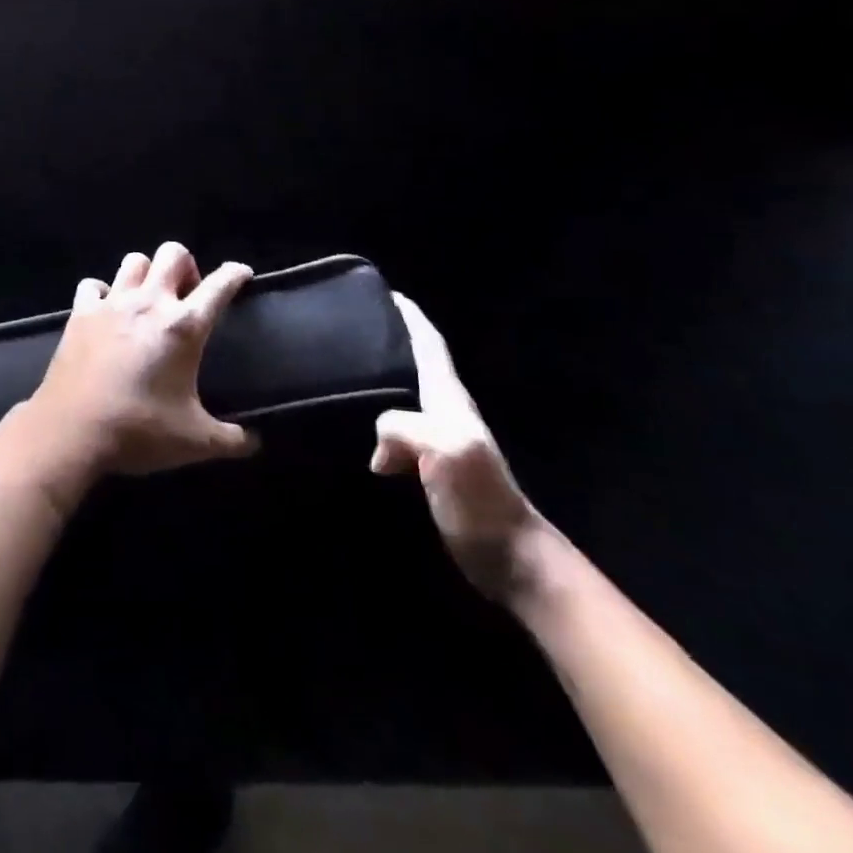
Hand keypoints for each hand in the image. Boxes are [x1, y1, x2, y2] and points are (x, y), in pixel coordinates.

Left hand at [1, 242, 258, 499]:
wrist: (72, 431)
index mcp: (183, 326)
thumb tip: (254, 442)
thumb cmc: (139, 431)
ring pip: (134, 261)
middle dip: (187, 266)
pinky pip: (92, 285)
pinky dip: (102, 292)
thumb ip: (231, 439)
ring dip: (147, 273)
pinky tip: (106, 311)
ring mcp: (111, 304)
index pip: (219, 285)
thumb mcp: (195, 442)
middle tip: (187, 294)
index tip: (242, 274)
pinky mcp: (79, 314)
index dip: (235, 274)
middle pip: (172, 254)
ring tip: (149, 298)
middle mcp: (149, 303)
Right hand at [372, 294, 545, 601]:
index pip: (429, 345)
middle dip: (388, 343)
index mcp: (449, 399)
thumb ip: (405, 427)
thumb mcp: (446, 450)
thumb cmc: (482, 499)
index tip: (384, 293)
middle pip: (413, 366)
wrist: (511, 558)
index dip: (410, 317)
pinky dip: (375, 425)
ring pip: (402, 400)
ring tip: (342, 375)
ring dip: (378, 385)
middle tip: (348, 329)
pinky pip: (395, 433)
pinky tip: (353, 430)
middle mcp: (444, 412)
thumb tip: (378, 445)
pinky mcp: (428, 469)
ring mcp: (438, 442)